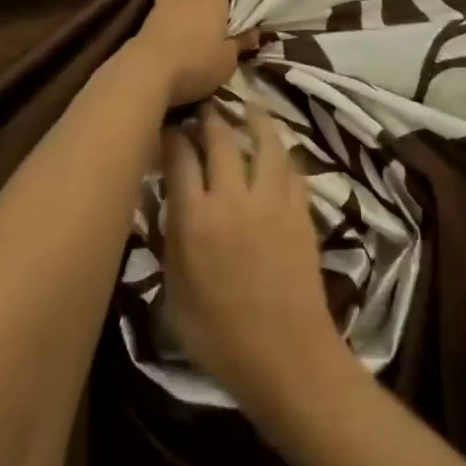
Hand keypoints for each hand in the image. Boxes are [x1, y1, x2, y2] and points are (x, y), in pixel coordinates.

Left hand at [129, 0, 250, 106]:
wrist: (148, 72)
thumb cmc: (197, 61)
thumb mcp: (228, 59)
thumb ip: (241, 42)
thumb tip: (256, 32)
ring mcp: (162, 3)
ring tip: (187, 5)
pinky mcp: (145, 19)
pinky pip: (161, 7)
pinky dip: (167, 11)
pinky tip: (173, 22)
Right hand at [161, 102, 345, 417]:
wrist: (288, 358)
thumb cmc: (220, 337)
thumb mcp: (174, 295)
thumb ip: (168, 241)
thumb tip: (165, 203)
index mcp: (195, 220)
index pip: (180, 157)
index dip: (173, 135)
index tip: (168, 126)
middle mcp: (232, 198)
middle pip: (221, 138)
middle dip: (210, 117)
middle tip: (205, 109)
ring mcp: (271, 201)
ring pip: (264, 142)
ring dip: (254, 120)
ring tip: (248, 106)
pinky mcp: (300, 211)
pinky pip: (291, 168)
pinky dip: (281, 153)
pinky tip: (277, 150)